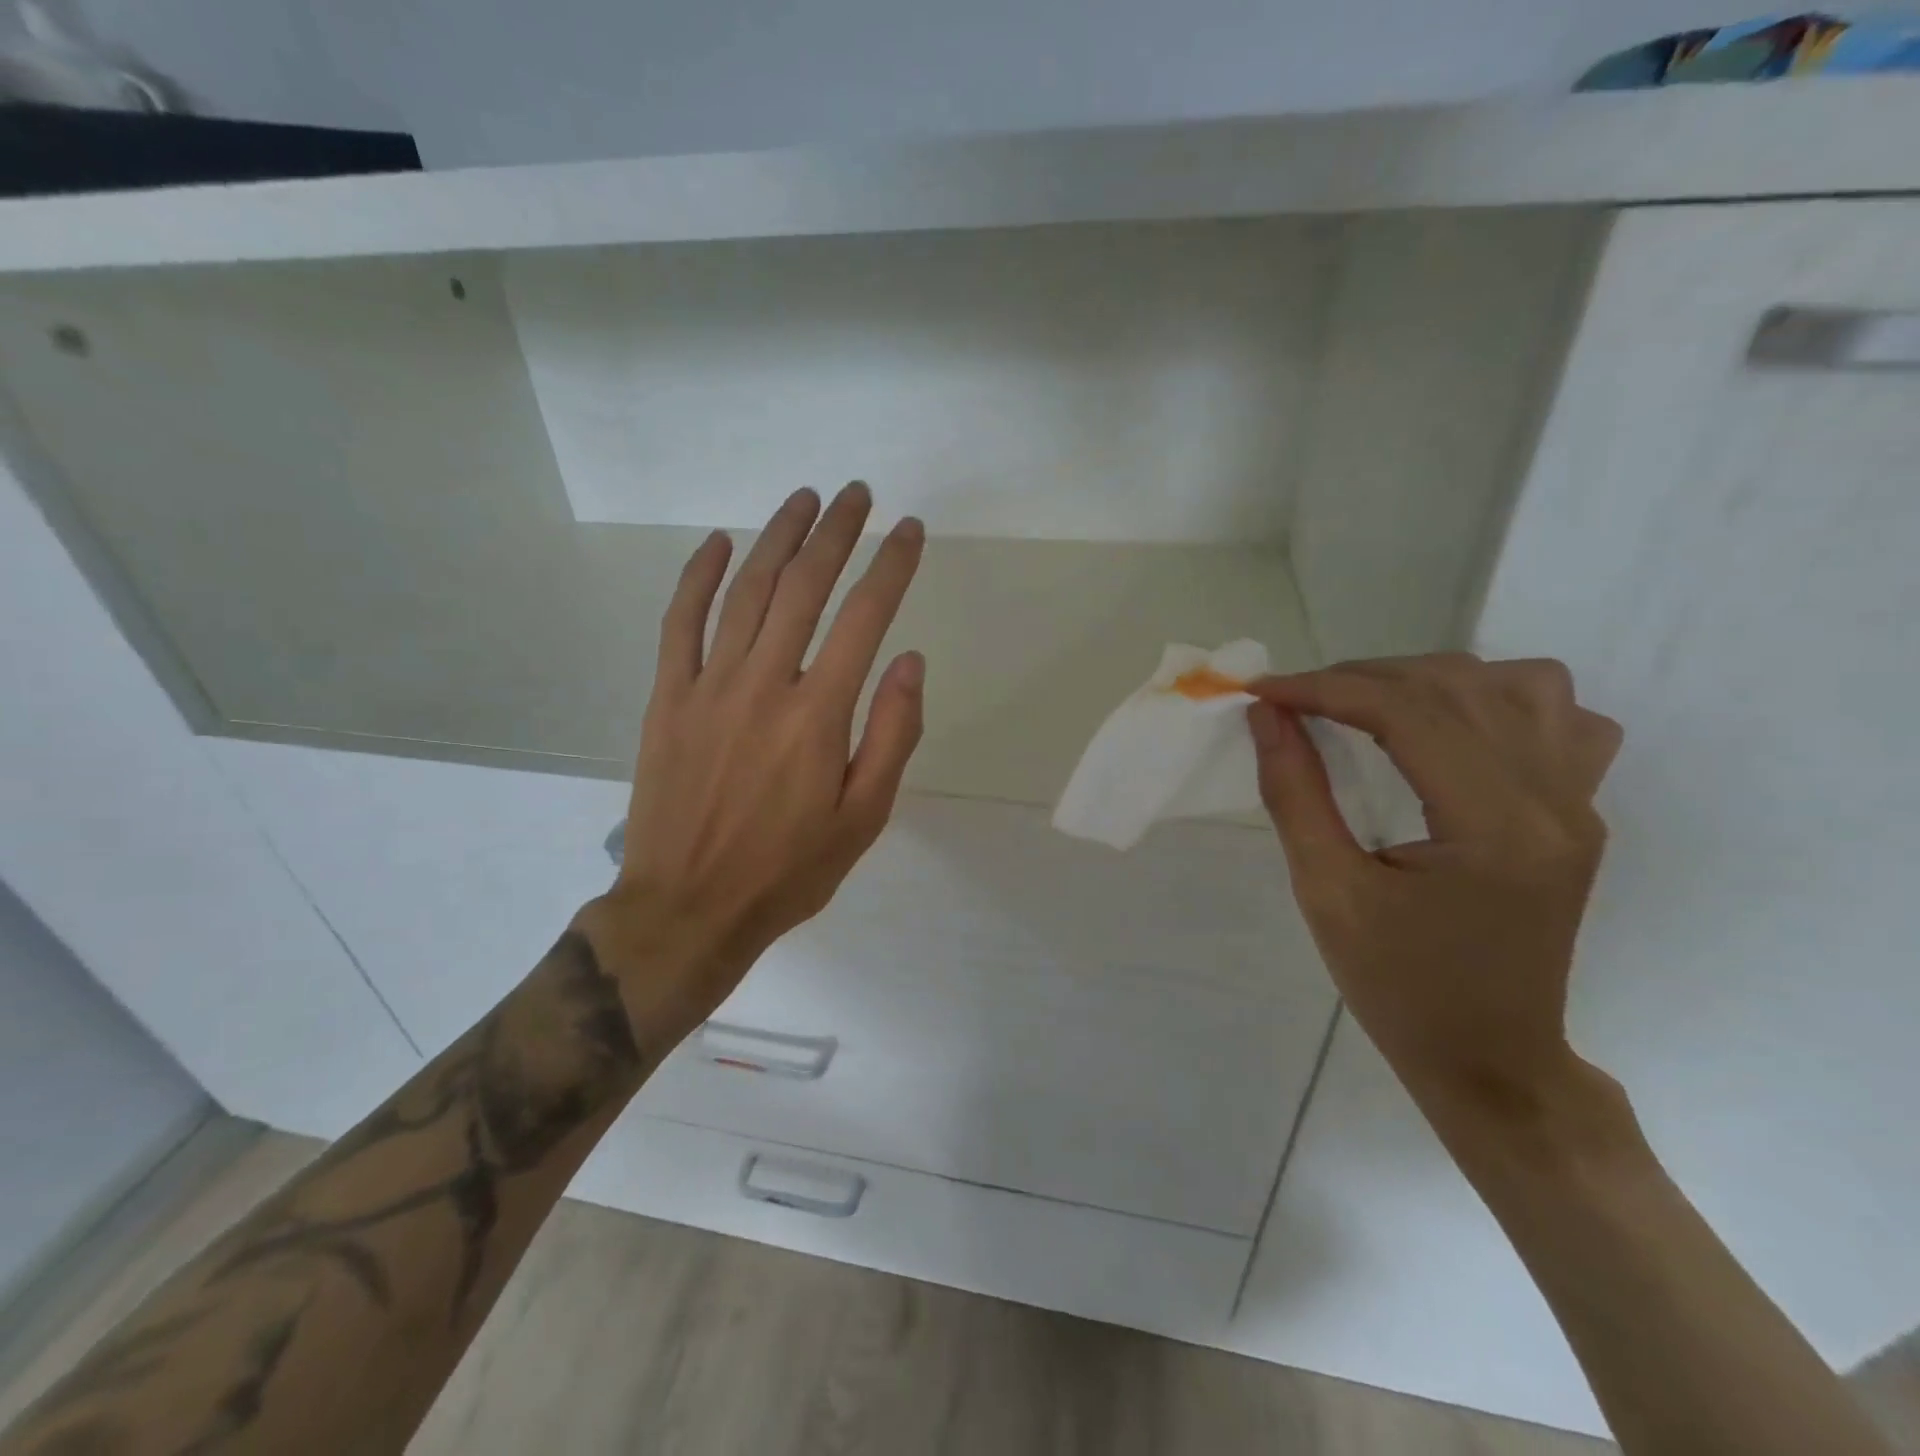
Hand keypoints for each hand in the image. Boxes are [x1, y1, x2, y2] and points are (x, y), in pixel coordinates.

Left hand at [580, 482, 925, 1039]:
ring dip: (778, 538)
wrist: (688, 908)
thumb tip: (909, 661)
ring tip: (804, 499)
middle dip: (836, 533)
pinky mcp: (668, 698)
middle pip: (804, 587)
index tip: (911, 530)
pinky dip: (699, 576)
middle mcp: (764, 684)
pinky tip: (721, 543)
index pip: (864, 618)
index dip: (891, 567)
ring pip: (746, 592)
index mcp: (818, 715)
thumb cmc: (788, 870)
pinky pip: (680, 622)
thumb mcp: (863, 818)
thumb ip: (891, 735)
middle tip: (857, 494)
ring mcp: (708, 686)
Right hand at [1247, 655, 1621, 1120]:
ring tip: (1371, 706)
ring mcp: (1579, 804)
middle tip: (1297, 700)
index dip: (1325, 689)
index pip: (1408, 714)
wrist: (1491, 1059)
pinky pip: (1560, 719)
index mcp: (1493, 827)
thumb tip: (1267, 716)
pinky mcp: (1580, 813)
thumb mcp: (1327, 893)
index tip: (1263, 691)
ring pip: (1520, 685)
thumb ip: (1295, 794)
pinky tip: (1451, 730)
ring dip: (1432, 680)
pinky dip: (1498, 700)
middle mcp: (1553, 800)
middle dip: (1363, 678)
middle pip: (1458, 687)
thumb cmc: (1399, 987)